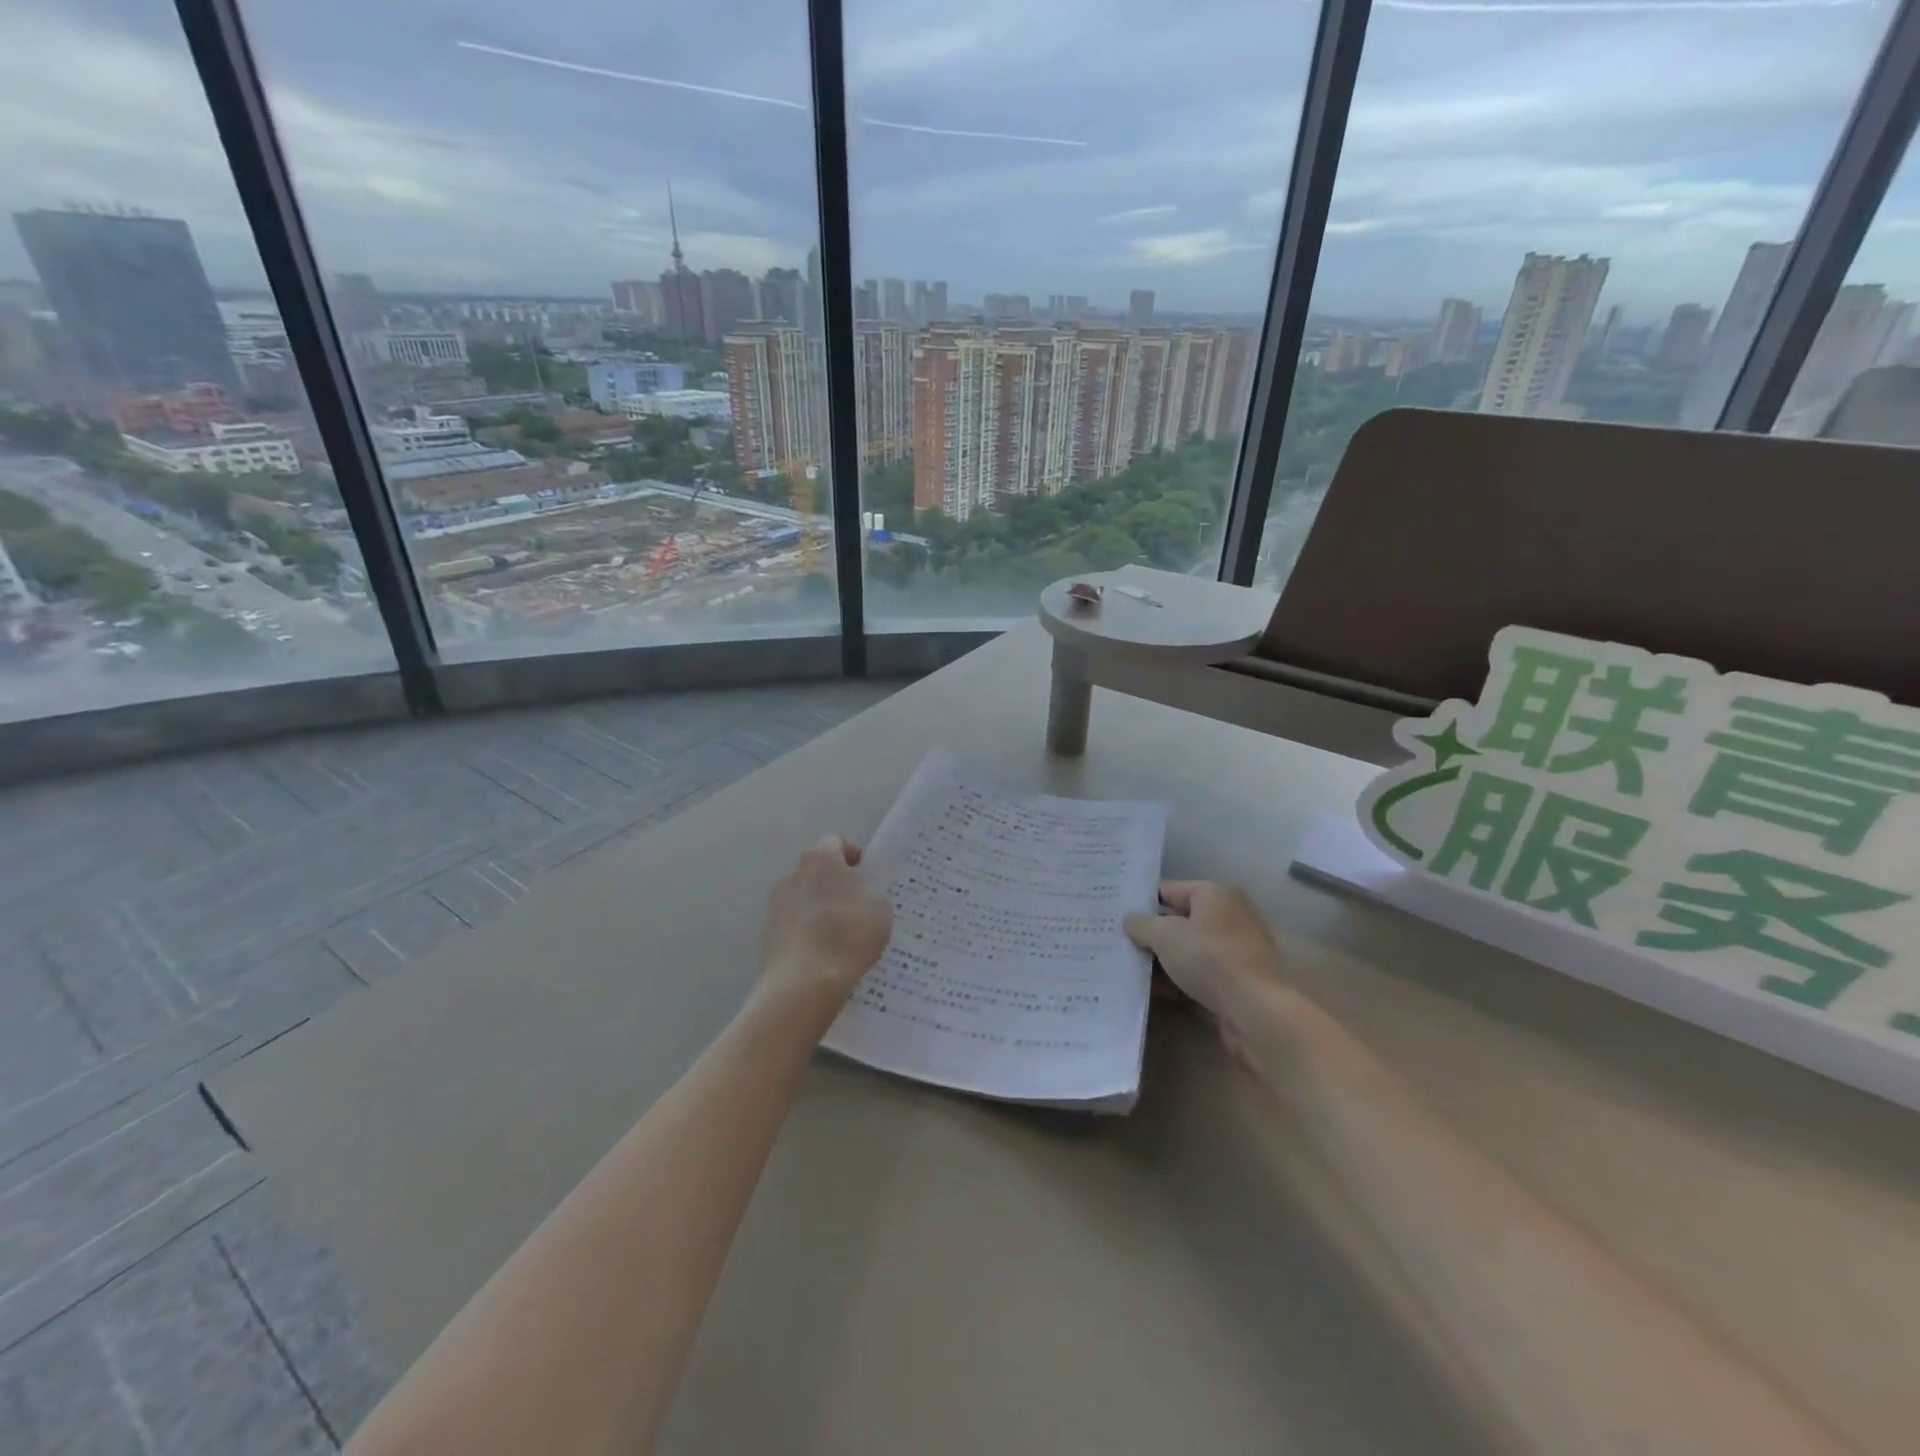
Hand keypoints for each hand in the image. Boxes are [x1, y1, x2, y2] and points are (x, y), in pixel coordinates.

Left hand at [759, 836, 892, 1012]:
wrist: (803, 984)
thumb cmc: (848, 936)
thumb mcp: (881, 910)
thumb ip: (872, 894)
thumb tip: (861, 896)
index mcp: (821, 859)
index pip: (835, 842)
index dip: (852, 855)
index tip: (866, 875)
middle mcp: (793, 874)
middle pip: (817, 871)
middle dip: (835, 884)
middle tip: (857, 907)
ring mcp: (775, 905)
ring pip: (804, 899)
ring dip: (820, 909)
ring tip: (841, 936)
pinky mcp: (767, 934)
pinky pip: (795, 925)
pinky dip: (808, 933)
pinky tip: (824, 955)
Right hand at [1124, 882, 1287, 1030]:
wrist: (1255, 1011)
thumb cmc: (1209, 959)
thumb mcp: (1164, 936)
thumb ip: (1142, 924)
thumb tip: (1130, 921)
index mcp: (1215, 894)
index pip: (1168, 890)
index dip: (1141, 903)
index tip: (1115, 916)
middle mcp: (1229, 916)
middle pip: (1178, 921)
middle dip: (1150, 935)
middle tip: (1117, 944)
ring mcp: (1235, 950)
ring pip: (1188, 950)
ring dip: (1162, 961)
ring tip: (1130, 971)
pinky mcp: (1237, 981)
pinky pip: (1199, 974)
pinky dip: (1178, 980)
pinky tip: (1154, 992)